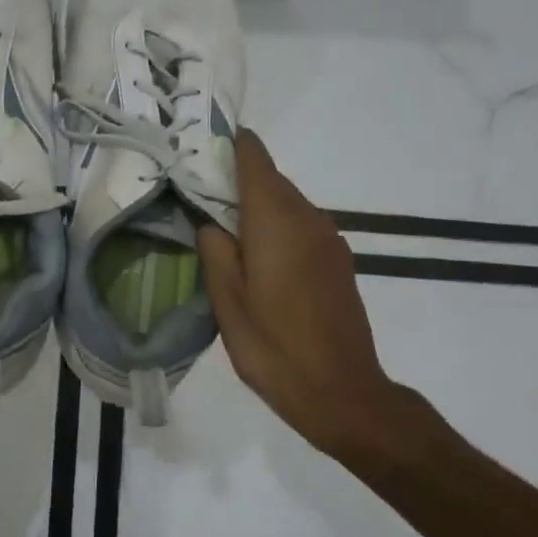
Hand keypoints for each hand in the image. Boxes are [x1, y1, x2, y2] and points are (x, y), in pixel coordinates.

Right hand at [196, 130, 402, 459]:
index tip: (199, 145)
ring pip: (285, 203)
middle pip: (270, 179)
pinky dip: (275, 227)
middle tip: (195, 193)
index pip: (254, 158)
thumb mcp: (227, 302)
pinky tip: (255, 256)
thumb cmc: (274, 348)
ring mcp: (329, 239)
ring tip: (220, 228)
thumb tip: (210, 222)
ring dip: (255, 206)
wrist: (342, 393)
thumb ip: (215, 251)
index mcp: (277, 220)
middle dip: (234, 179)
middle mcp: (308, 218)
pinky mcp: (337, 261)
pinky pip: (300, 226)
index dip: (229, 144)